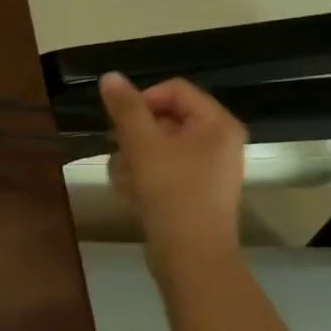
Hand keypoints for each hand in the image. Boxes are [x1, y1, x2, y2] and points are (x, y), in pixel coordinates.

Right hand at [100, 72, 246, 270]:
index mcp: (216, 124)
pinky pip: (164, 171)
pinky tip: (130, 193)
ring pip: (160, 147)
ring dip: (133, 157)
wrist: (190, 254)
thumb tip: (110, 76)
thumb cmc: (170, 192)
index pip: (175, 90)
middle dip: (134, 134)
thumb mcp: (142, 144)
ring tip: (122, 178)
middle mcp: (220, 142)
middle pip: (166, 119)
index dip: (141, 100)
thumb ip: (126, 108)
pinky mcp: (196, 193)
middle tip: (116, 149)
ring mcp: (209, 170)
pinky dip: (144, 177)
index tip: (118, 123)